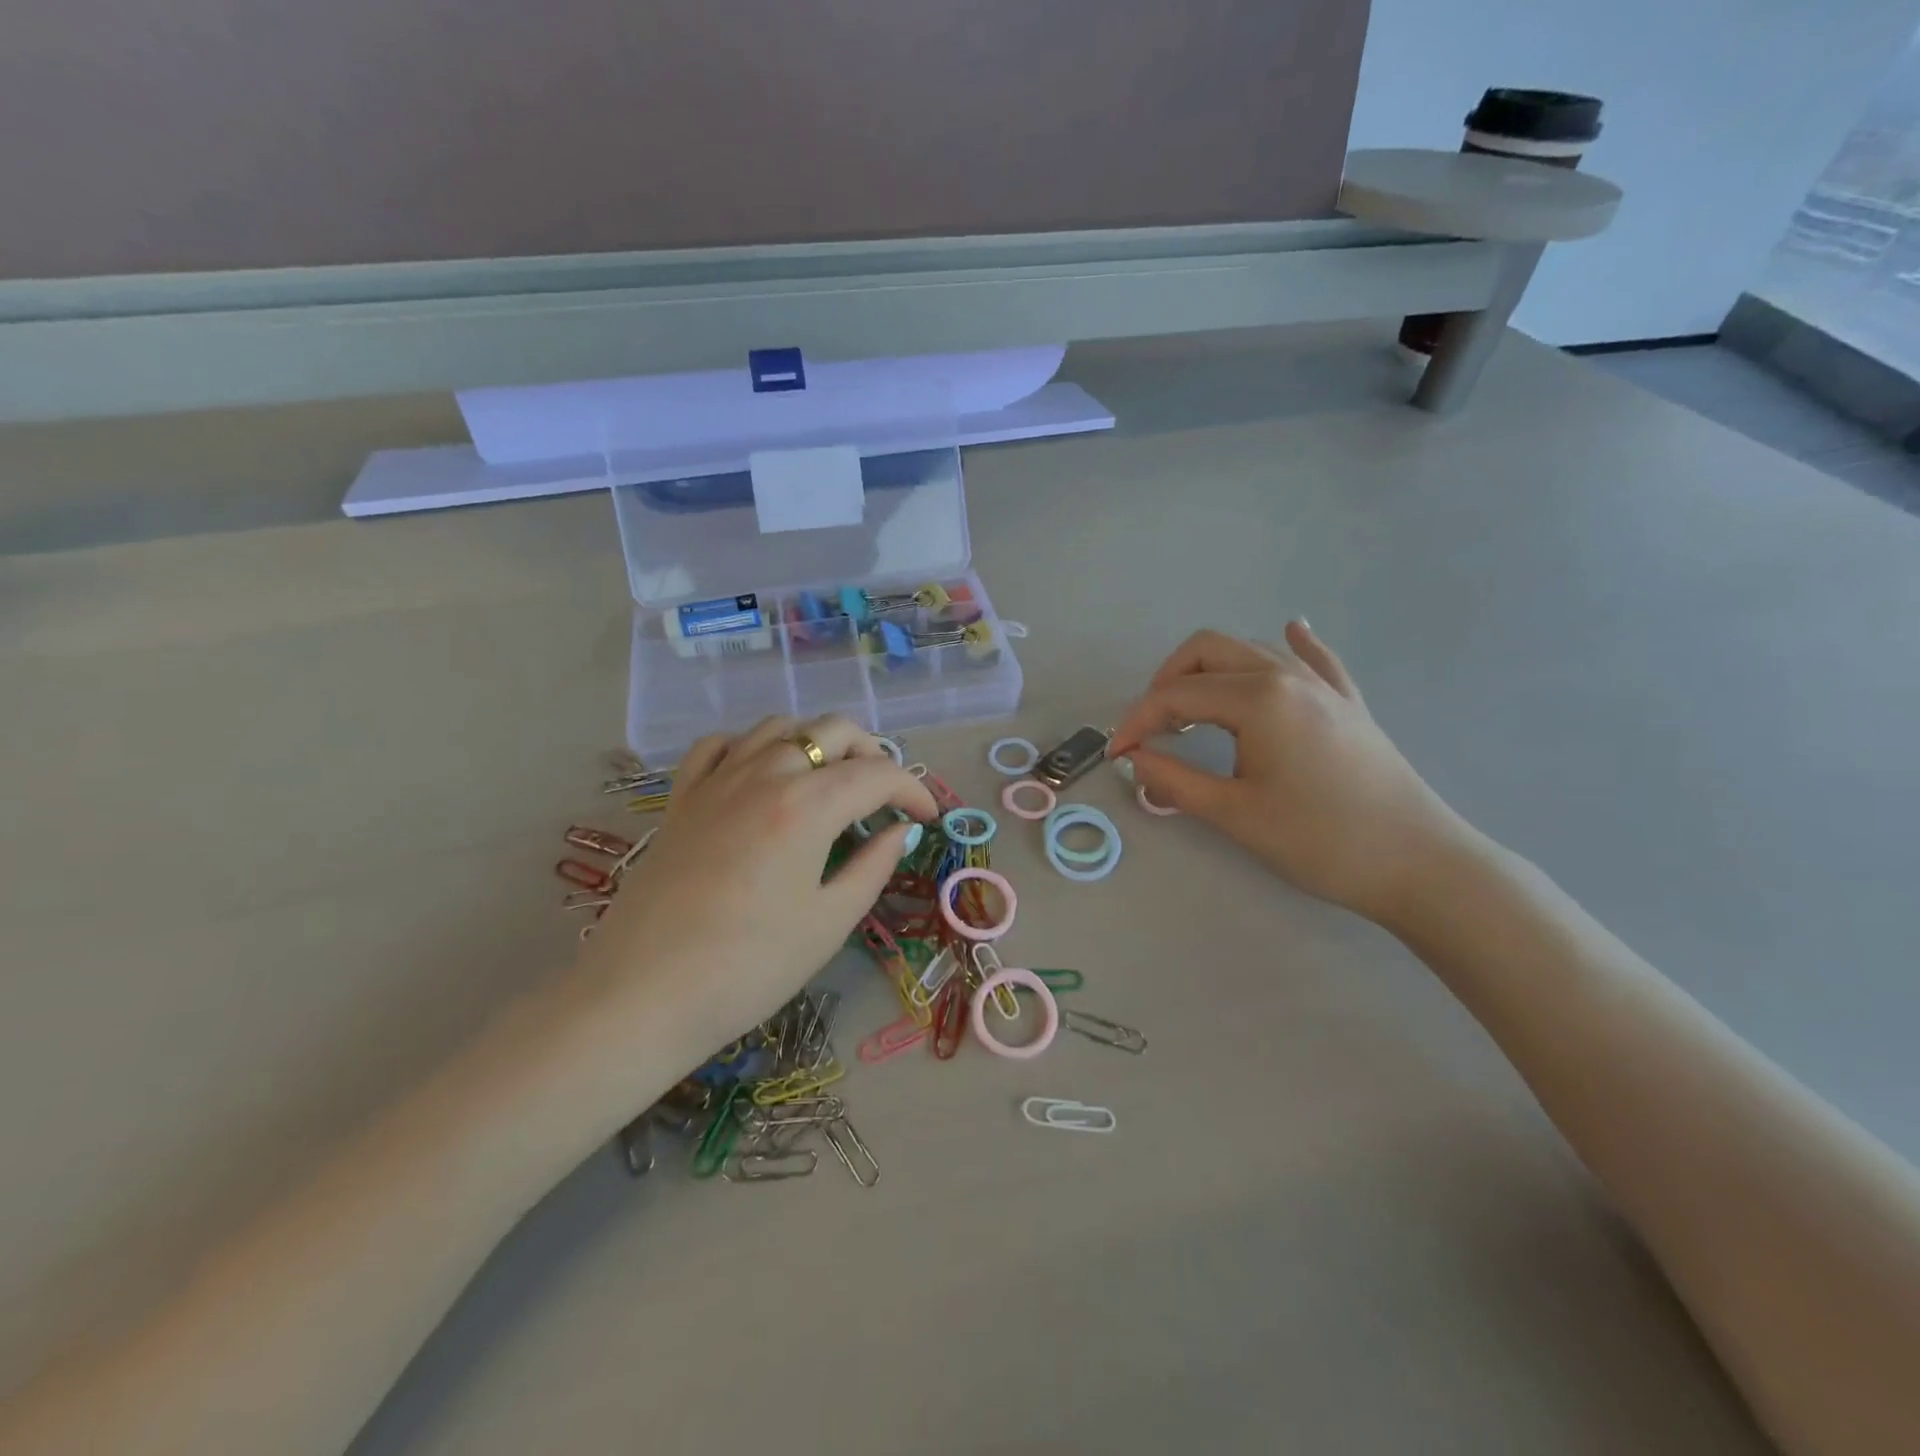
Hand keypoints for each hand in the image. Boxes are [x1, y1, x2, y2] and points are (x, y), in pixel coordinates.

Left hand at [577, 715, 935, 1051]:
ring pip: (779, 726)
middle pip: (832, 730)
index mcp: (806, 806)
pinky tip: (762, 771)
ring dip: (818, 741)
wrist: (644, 994)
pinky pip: (721, 745)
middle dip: (872, 754)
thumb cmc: (749, 967)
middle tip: (885, 796)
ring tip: (832, 779)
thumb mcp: (828, 922)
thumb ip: (872, 866)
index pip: (877, 775)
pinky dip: (752, 746)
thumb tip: (899, 832)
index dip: (912, 790)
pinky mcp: (682, 797)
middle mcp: (764, 774)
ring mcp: (717, 780)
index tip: (927, 818)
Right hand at [1108, 624, 1467, 923]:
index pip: (1176, 695)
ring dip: (1210, 671)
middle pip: (1208, 651)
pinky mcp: (1347, 703)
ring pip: (1251, 650)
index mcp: (1258, 698)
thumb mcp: (1234, 814)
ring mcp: (1322, 685)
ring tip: (1191, 713)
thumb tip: (1134, 758)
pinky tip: (1291, 631)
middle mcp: (1286, 675)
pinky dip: (1292, 644)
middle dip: (1166, 683)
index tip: (1117, 756)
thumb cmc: (1319, 840)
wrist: (1418, 863)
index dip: (1137, 722)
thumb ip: (1173, 780)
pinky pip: (1314, 659)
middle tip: (1151, 729)